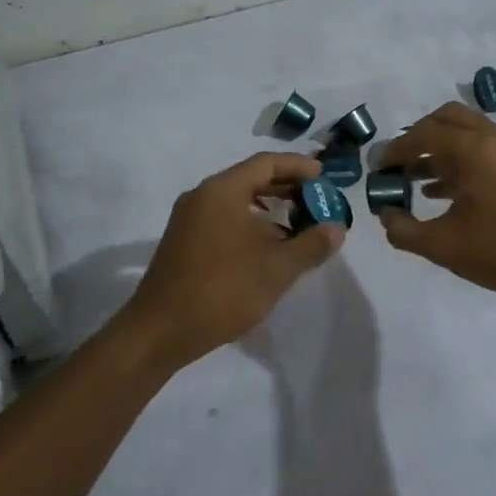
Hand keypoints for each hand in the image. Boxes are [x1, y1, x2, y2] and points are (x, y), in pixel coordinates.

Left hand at [124, 152, 344, 371]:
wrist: (159, 331)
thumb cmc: (222, 290)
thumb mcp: (277, 268)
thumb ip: (311, 245)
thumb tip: (336, 228)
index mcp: (222, 190)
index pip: (266, 163)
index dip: (298, 166)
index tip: (324, 177)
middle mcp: (202, 196)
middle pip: (251, 179)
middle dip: (287, 188)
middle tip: (317, 201)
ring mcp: (189, 219)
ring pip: (237, 201)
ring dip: (270, 209)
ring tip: (299, 226)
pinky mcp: (184, 242)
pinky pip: (224, 219)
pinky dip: (250, 224)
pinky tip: (268, 248)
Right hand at [375, 102, 495, 306]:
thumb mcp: (442, 246)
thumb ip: (404, 230)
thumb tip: (385, 215)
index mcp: (473, 150)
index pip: (423, 135)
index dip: (395, 150)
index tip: (377, 167)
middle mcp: (492, 139)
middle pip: (446, 119)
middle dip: (418, 137)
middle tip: (399, 162)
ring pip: (466, 132)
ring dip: (438, 148)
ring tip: (414, 179)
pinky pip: (481, 148)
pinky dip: (458, 159)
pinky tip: (441, 192)